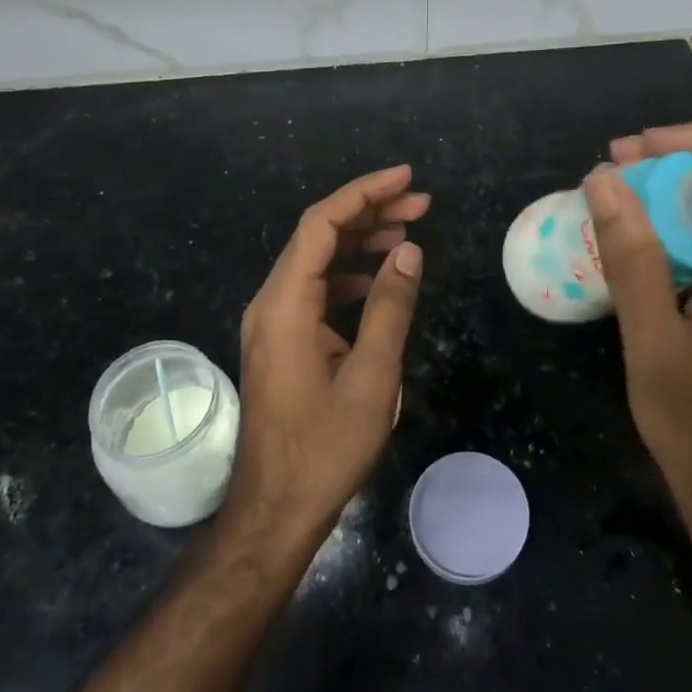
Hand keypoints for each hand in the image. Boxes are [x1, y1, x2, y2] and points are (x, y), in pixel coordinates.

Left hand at [225, 165, 427, 559]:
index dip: (364, 193)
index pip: (321, 224)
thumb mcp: (372, 377)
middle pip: (318, 236)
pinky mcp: (281, 340)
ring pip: (317, 261)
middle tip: (421, 204)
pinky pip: (315, 289)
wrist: (275, 511)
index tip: (406, 180)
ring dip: (361, 241)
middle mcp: (271, 303)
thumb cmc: (324, 449)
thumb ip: (390, 308)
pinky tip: (381, 278)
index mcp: (285, 304)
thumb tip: (409, 251)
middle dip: (369, 212)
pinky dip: (349, 274)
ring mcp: (273, 322)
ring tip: (409, 232)